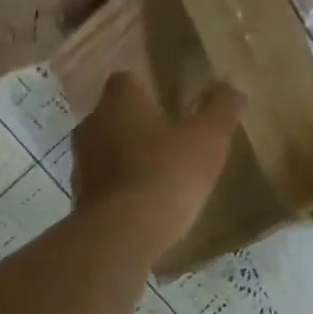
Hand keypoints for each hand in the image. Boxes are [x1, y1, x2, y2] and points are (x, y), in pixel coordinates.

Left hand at [71, 72, 245, 258]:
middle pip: (113, 115)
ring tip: (156, 174)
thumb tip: (233, 87)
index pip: (127, 79)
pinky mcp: (79, 198)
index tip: (168, 103)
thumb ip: (221, 109)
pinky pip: (103, 185)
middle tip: (167, 140)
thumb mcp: (208, 139)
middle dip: (137, 125)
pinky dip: (119, 189)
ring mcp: (81, 163)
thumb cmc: (166, 174)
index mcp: (119, 100)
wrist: (122, 234)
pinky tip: (142, 204)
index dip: (147, 88)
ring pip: (105, 150)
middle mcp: (92, 124)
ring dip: (125, 158)